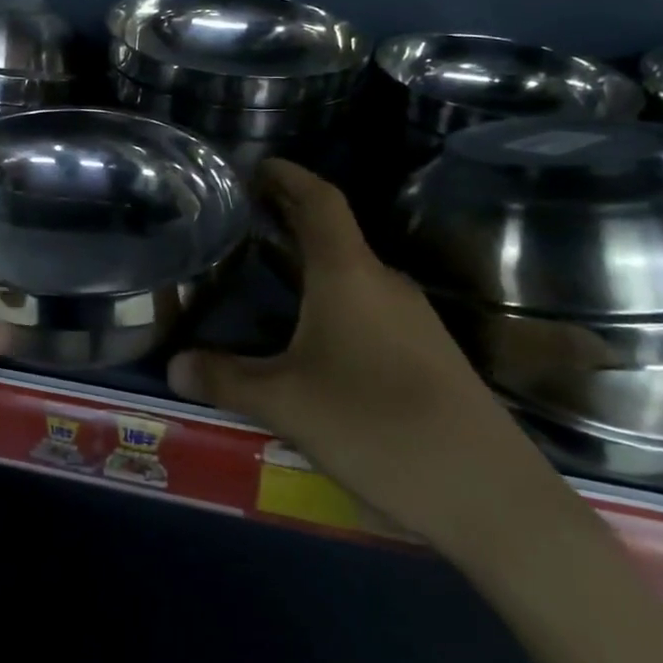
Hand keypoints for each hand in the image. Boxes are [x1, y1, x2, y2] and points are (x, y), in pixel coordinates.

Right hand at [169, 159, 553, 553]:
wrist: (489, 496)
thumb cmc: (375, 426)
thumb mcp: (284, 402)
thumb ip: (224, 378)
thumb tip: (173, 365)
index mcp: (350, 275)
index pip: (320, 201)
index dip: (288, 176)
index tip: (257, 165)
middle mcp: (384, 284)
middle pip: (333, 233)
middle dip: (290, 218)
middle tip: (244, 216)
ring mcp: (412, 320)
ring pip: (350, 273)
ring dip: (309, 263)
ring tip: (264, 271)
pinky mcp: (426, 354)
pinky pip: (367, 307)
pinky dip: (329, 299)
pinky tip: (306, 333)